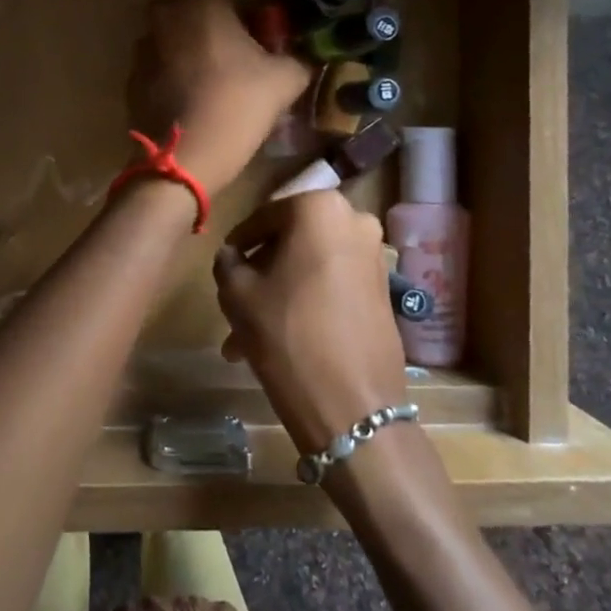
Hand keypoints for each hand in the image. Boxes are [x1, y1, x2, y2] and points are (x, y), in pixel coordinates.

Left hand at [127, 0, 310, 195]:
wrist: (184, 157)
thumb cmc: (237, 104)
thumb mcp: (286, 79)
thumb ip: (298, 59)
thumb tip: (301, 59)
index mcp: (200, 1)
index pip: (228, 0)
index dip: (245, 24)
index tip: (257, 52)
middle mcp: (164, 14)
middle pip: (197, 20)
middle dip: (215, 38)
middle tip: (238, 71)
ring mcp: (142, 48)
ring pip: (176, 45)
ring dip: (192, 59)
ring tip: (215, 94)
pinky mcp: (130, 79)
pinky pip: (159, 72)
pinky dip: (173, 82)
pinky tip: (192, 109)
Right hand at [212, 191, 409, 453]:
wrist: (352, 403)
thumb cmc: (287, 332)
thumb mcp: (237, 293)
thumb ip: (228, 263)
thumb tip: (232, 255)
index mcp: (318, 207)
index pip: (264, 216)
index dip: (239, 242)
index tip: (225, 263)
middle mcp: (354, 220)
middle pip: (293, 240)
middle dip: (263, 271)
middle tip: (237, 300)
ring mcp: (375, 255)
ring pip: (313, 265)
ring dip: (282, 290)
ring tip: (250, 333)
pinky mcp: (385, 289)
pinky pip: (335, 283)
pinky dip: (309, 299)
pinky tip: (284, 336)